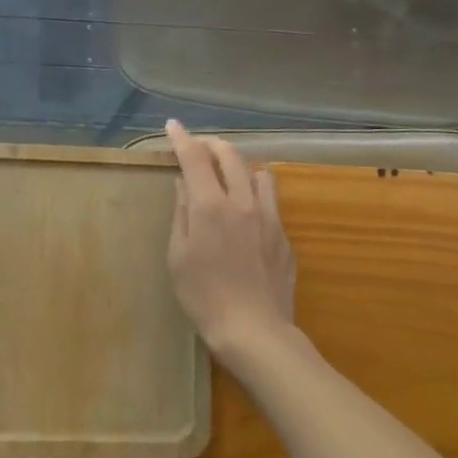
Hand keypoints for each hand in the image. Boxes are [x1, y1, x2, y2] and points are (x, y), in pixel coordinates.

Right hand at [163, 121, 295, 358]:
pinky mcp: (284, 236)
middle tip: (198, 149)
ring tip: (227, 178)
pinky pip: (271, 201)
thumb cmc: (204, 297)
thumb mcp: (178, 256)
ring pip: (258, 173)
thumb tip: (184, 184)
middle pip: (231, 155)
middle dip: (212, 145)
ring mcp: (269, 217)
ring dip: (240, 166)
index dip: (183, 138)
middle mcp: (243, 201)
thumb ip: (182, 213)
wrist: (255, 331)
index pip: (195, 157)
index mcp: (211, 205)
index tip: (173, 126)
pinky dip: (255, 195)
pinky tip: (247, 217)